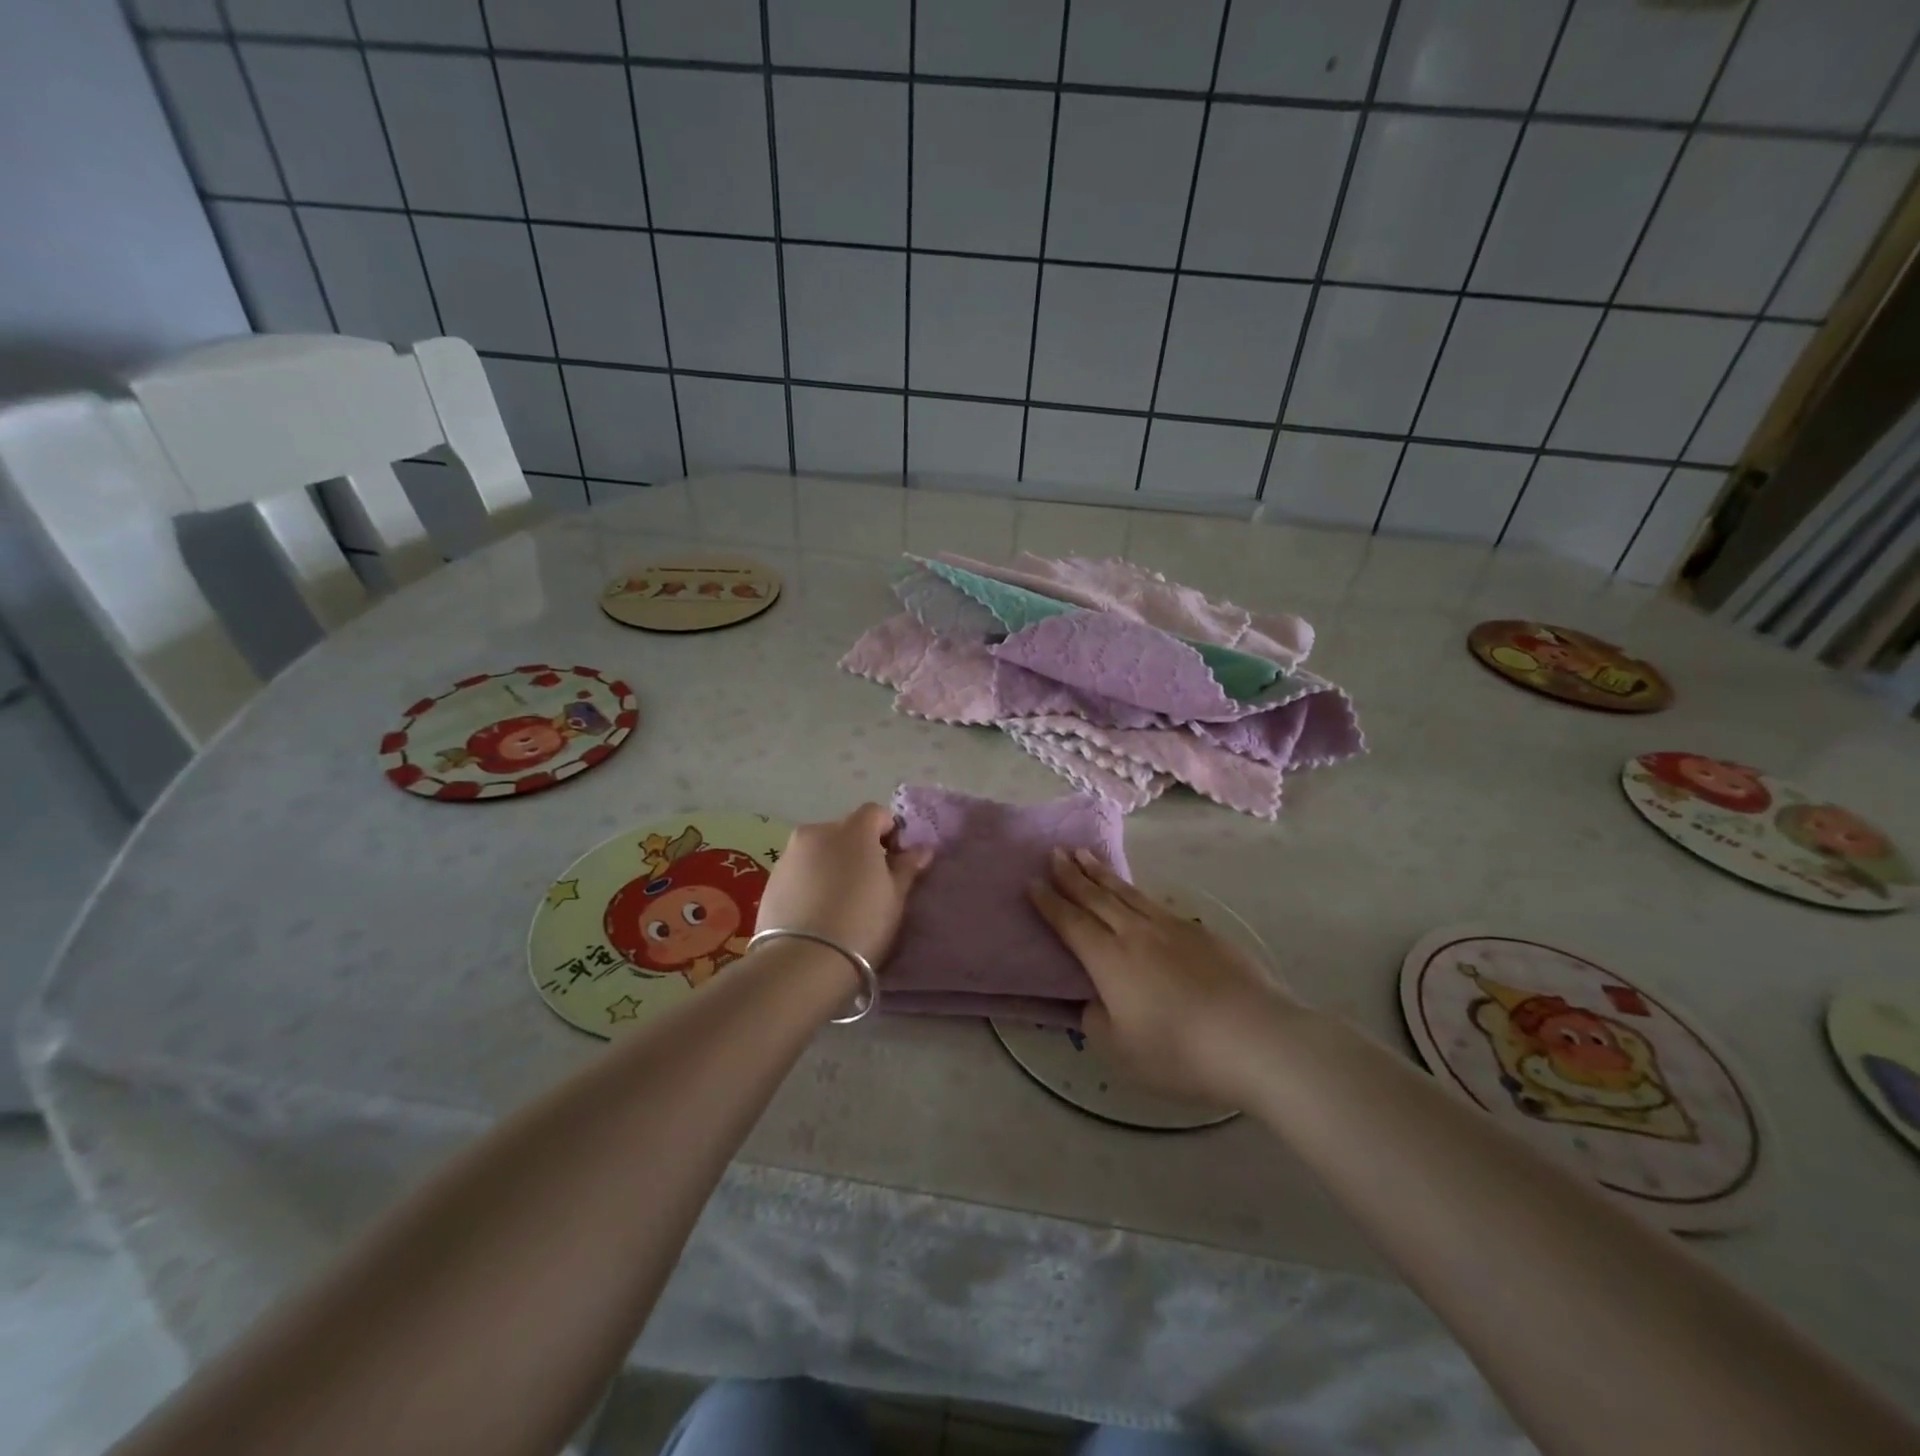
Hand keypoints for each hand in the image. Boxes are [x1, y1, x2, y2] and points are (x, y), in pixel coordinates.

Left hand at [756, 804, 932, 967]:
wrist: (802, 962)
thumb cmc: (861, 924)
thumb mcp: (895, 898)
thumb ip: (907, 867)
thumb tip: (921, 849)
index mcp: (853, 830)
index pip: (877, 813)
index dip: (889, 833)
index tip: (894, 862)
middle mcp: (817, 831)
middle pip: (846, 830)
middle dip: (859, 849)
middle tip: (868, 885)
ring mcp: (790, 854)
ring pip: (820, 850)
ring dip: (833, 864)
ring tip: (839, 901)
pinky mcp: (771, 879)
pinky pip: (800, 870)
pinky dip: (811, 880)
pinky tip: (816, 911)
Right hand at [1030, 849, 1300, 1107]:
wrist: (1256, 1038)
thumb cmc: (1181, 1052)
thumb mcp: (1122, 1051)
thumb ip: (1097, 1022)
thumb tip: (1093, 1001)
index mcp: (1110, 960)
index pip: (1071, 923)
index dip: (1050, 903)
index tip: (1032, 882)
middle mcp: (1136, 933)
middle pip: (1097, 897)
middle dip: (1072, 875)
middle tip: (1055, 853)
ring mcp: (1172, 928)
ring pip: (1127, 893)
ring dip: (1102, 873)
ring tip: (1086, 855)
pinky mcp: (1202, 933)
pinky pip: (1156, 903)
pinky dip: (1136, 892)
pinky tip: (1136, 893)